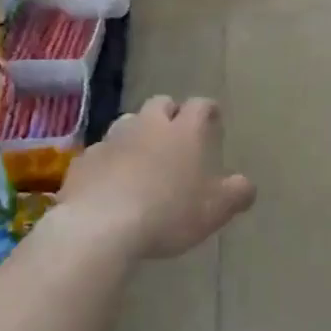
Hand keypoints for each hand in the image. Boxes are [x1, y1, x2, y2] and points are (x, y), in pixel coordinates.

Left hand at [58, 96, 255, 258]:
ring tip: (143, 157)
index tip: (213, 119)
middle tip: (177, 135)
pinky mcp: (85, 160)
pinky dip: (110, 161)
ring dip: (137, 134)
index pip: (201, 106)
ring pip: (127, 123)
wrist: (101, 226)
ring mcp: (112, 140)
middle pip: (160, 104)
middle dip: (170, 114)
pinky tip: (111, 183)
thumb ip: (237, 193)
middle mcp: (148, 126)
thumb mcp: (216, 209)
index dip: (208, 110)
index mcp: (185, 132)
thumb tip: (246, 185)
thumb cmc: (169, 212)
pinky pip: (101, 153)